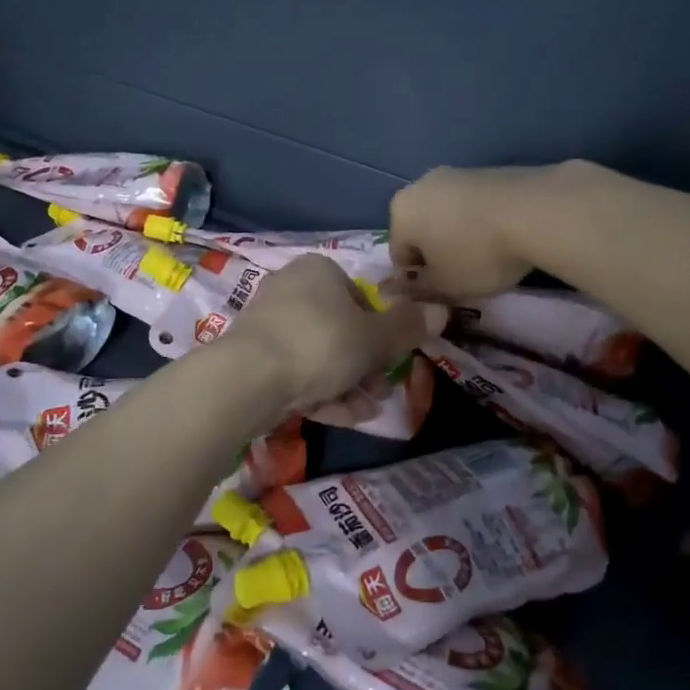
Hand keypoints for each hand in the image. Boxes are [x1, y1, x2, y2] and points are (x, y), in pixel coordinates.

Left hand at [228, 255, 441, 409]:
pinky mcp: (253, 359)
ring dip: (349, 385)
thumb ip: (407, 327)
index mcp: (318, 271)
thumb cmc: (320, 344)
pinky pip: (296, 373)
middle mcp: (290, 290)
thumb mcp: (374, 338)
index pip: (361, 297)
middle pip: (341, 329)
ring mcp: (268, 325)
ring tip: (369, 412)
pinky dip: (321, 393)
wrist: (247, 379)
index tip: (394, 360)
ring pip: (320, 356)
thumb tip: (441, 311)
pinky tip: (344, 418)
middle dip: (367, 366)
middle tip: (382, 393)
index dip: (382, 331)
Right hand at [388, 165, 550, 299]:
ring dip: (459, 236)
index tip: (439, 294)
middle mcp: (420, 185)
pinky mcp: (488, 171)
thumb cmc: (477, 253)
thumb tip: (412, 287)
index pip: (399, 255)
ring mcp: (456, 173)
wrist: (534, 211)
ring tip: (486, 258)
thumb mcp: (445, 286)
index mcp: (400, 212)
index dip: (417, 281)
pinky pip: (474, 206)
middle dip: (436, 253)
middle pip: (421, 229)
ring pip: (448, 215)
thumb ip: (422, 289)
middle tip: (461, 277)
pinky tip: (503, 238)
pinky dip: (481, 222)